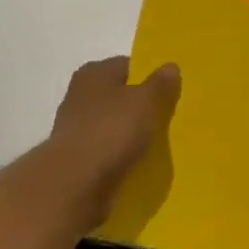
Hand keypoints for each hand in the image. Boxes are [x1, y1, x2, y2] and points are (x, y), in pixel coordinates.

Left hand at [46, 57, 180, 224]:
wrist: (76, 182)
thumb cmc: (111, 130)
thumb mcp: (145, 101)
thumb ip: (160, 84)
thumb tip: (170, 66)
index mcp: (94, 73)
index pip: (128, 65)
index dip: (151, 75)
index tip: (172, 90)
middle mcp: (81, 95)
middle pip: (120, 95)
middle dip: (142, 105)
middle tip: (170, 116)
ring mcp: (78, 127)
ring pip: (115, 124)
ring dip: (133, 132)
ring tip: (160, 142)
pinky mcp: (79, 157)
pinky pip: (109, 150)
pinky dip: (123, 154)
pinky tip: (141, 161)